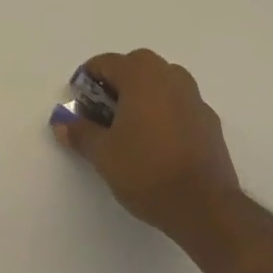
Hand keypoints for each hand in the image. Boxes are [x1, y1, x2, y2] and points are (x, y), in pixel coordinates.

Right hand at [52, 49, 242, 245]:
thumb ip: (79, 132)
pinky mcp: (211, 123)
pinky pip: (180, 105)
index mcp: (140, 75)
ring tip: (131, 126)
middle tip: (104, 113)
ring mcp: (195, 98)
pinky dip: (165, 112)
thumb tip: (61, 124)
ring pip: (161, 83)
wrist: (206, 209)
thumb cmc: (147, 171)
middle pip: (135, 66)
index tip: (80, 106)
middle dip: (116, 84)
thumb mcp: (102, 154)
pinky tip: (159, 143)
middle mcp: (169, 76)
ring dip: (144, 95)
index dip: (87, 81)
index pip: (105, 63)